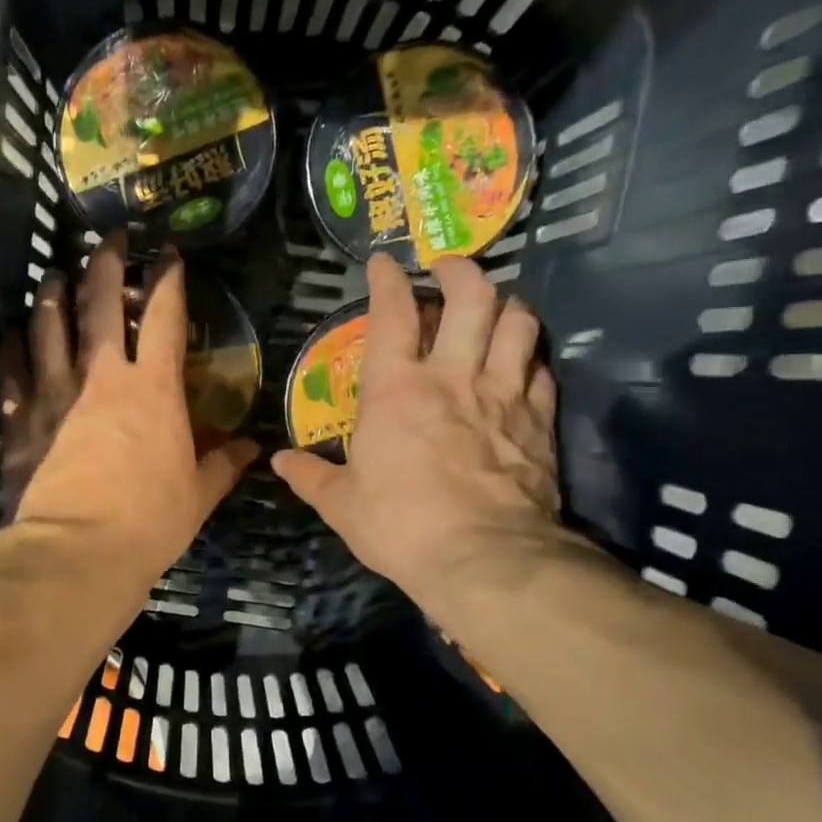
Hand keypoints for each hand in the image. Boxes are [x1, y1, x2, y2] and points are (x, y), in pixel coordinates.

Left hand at [4, 235, 258, 586]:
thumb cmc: (148, 524)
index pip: (166, 317)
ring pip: (50, 326)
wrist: (76, 553)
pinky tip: (10, 334)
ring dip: (52, 295)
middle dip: (107, 263)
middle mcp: (103, 377)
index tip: (170, 254)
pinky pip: (11, 371)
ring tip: (53, 275)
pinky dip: (10, 348)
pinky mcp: (21, 419)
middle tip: (109, 239)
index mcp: (154, 390)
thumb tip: (251, 448)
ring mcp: (56, 394)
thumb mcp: (197, 496)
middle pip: (101, 303)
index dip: (170, 280)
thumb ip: (223, 465)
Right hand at [271, 253, 564, 611]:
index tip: (383, 263)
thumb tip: (279, 461)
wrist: (484, 559)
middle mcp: (453, 377)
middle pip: (472, 297)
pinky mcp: (538, 422)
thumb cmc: (401, 526)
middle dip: (461, 271)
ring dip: (506, 306)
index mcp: (396, 391)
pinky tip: (522, 366)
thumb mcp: (341, 505)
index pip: (392, 314)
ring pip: (518, 323)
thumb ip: (310, 476)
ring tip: (493, 309)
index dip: (387, 280)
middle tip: (448, 269)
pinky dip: (530, 359)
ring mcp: (503, 396)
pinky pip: (541, 371)